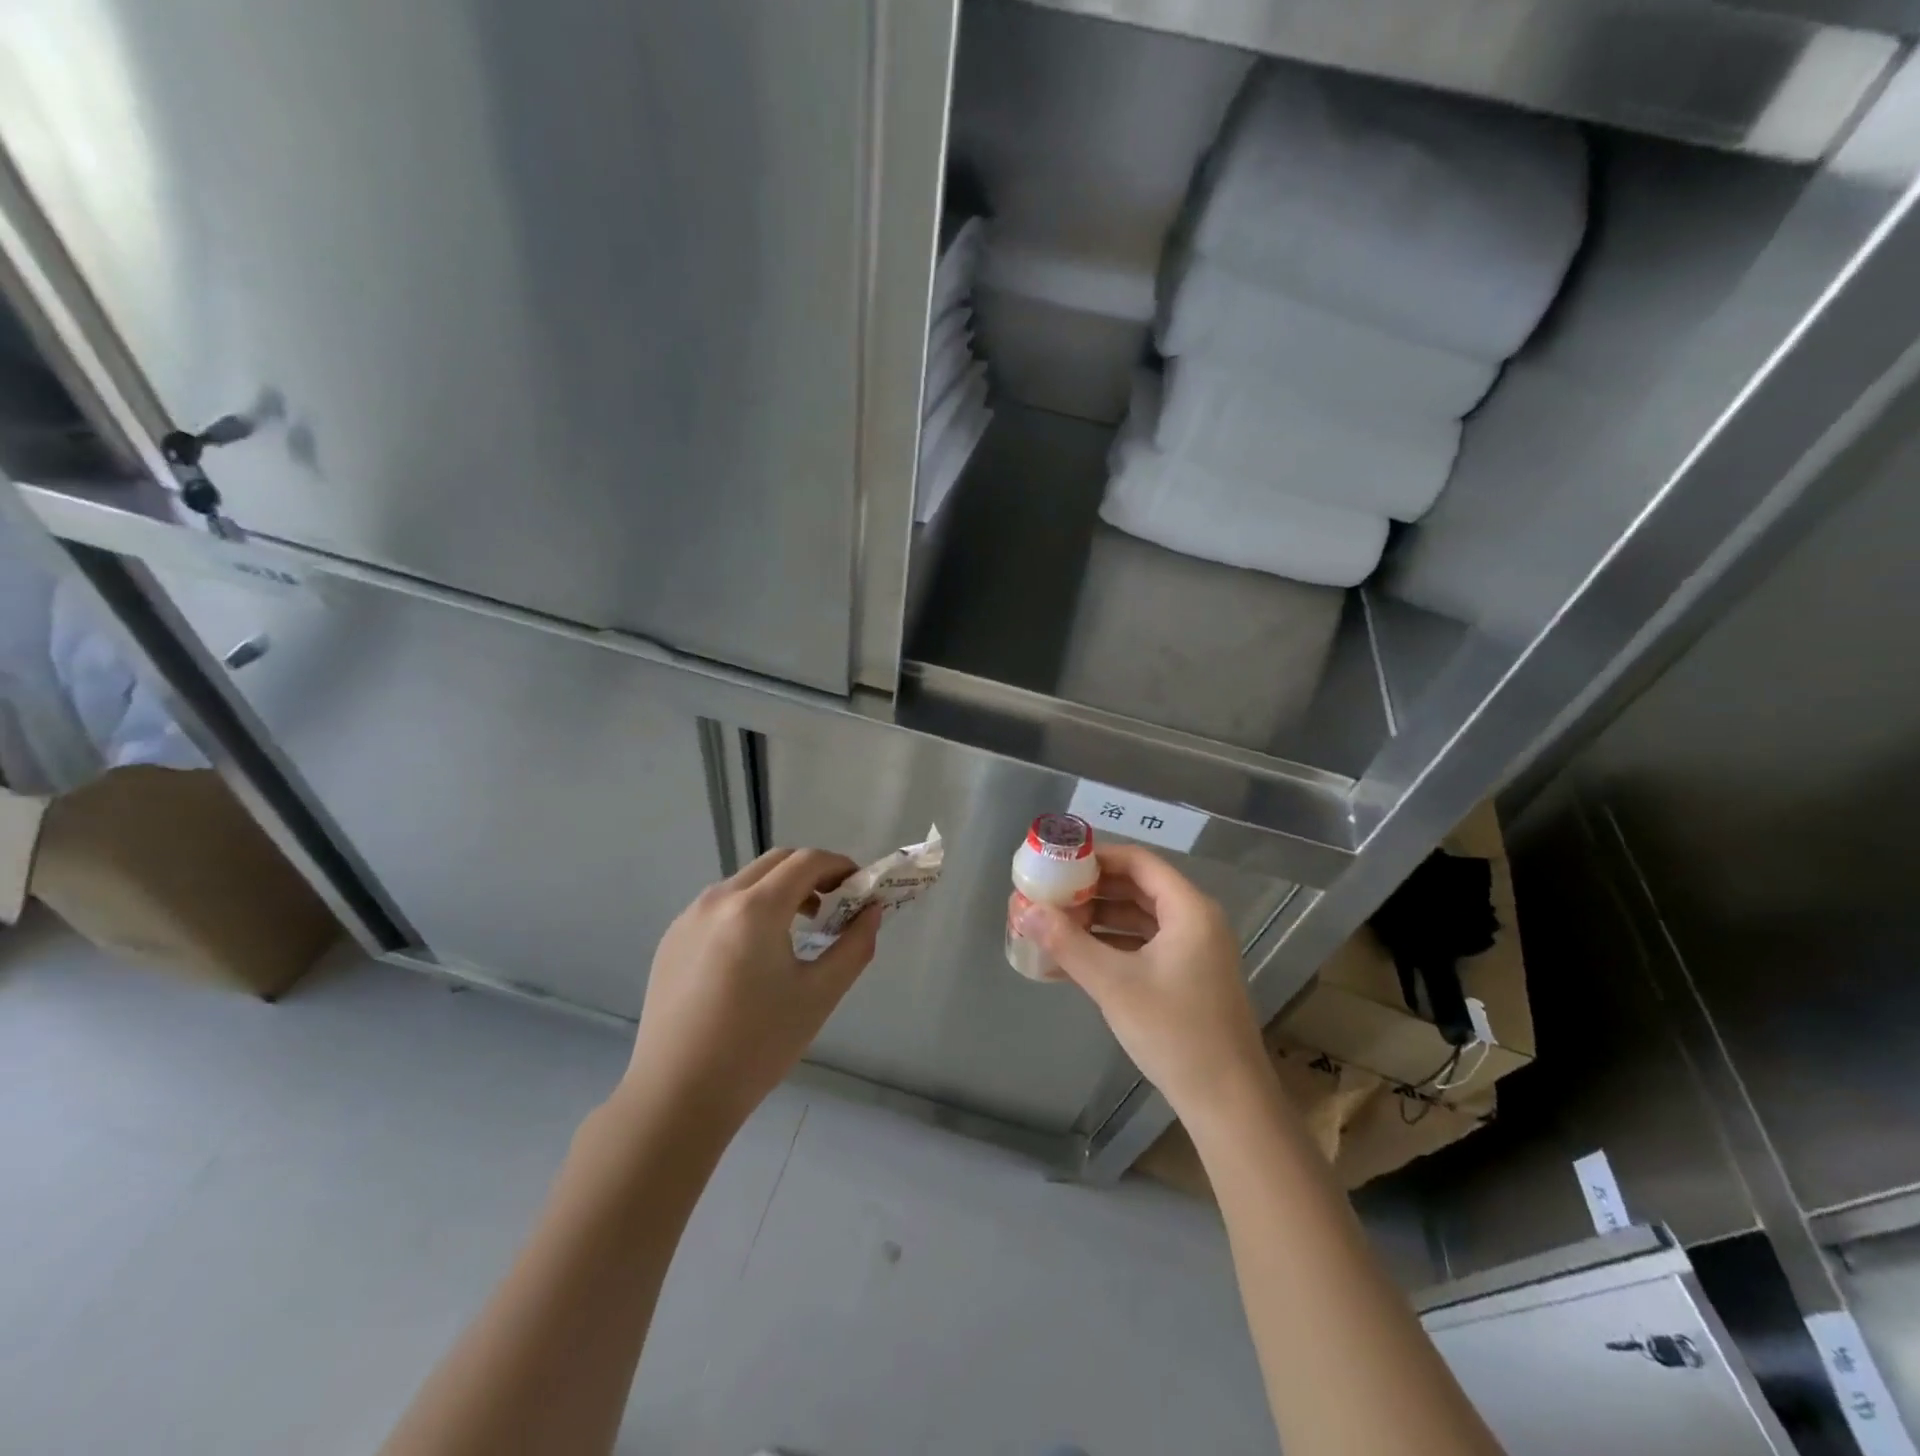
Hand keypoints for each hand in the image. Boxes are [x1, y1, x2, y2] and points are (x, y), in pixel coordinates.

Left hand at [618, 848, 880, 1134]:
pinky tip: (757, 953)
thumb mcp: (820, 995)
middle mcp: (718, 900)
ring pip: (746, 882)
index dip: (840, 866)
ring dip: (780, 890)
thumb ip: (855, 945)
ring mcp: (689, 917)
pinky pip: (721, 906)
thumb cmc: (758, 1045)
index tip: (859, 888)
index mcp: (755, 909)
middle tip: (835, 904)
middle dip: (812, 873)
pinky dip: (750, 909)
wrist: (677, 1095)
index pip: (807, 861)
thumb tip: (872, 910)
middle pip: (776, 862)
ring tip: (800, 928)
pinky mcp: (672, 939)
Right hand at [1013, 844, 1270, 1122]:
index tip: (1057, 863)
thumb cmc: (1175, 1032)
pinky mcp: (1186, 977)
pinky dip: (1110, 948)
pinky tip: (1071, 961)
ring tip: (1052, 926)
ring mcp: (1192, 951)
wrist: (1228, 1104)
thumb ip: (1067, 943)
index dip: (1096, 857)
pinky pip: (1142, 947)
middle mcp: (1195, 921)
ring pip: (1137, 919)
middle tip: (1048, 894)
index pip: (1138, 861)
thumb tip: (1025, 910)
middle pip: (1136, 888)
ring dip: (1096, 921)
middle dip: (1090, 891)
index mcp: (1189, 909)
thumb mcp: (1114, 984)